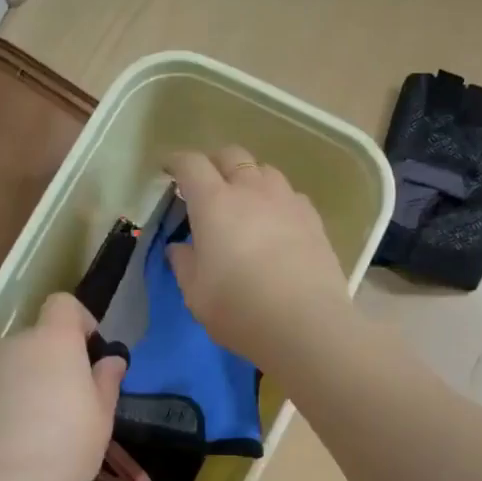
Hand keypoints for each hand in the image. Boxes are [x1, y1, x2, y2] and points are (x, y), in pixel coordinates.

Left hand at [0, 293, 126, 480]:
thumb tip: (111, 360)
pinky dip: (15, 400)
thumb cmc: (64, 446)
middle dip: (60, 359)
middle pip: (41, 337)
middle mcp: (16, 344)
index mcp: (53, 340)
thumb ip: (106, 381)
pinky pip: (2, 387)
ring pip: (21, 364)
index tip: (92, 353)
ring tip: (50, 424)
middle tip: (78, 398)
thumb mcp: (101, 416)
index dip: (81, 321)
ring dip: (37, 381)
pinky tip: (24, 437)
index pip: (63, 304)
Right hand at [165, 147, 351, 364]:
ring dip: (248, 179)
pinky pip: (289, 195)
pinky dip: (275, 200)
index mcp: (214, 203)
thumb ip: (184, 264)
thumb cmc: (239, 309)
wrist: (306, 324)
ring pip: (264, 171)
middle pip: (231, 156)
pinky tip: (275, 224)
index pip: (191, 165)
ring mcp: (286, 201)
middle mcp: (251, 191)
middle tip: (205, 186)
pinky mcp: (313, 218)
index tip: (168, 171)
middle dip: (214, 163)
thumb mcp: (196, 294)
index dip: (176, 162)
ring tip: (244, 203)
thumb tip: (180, 247)